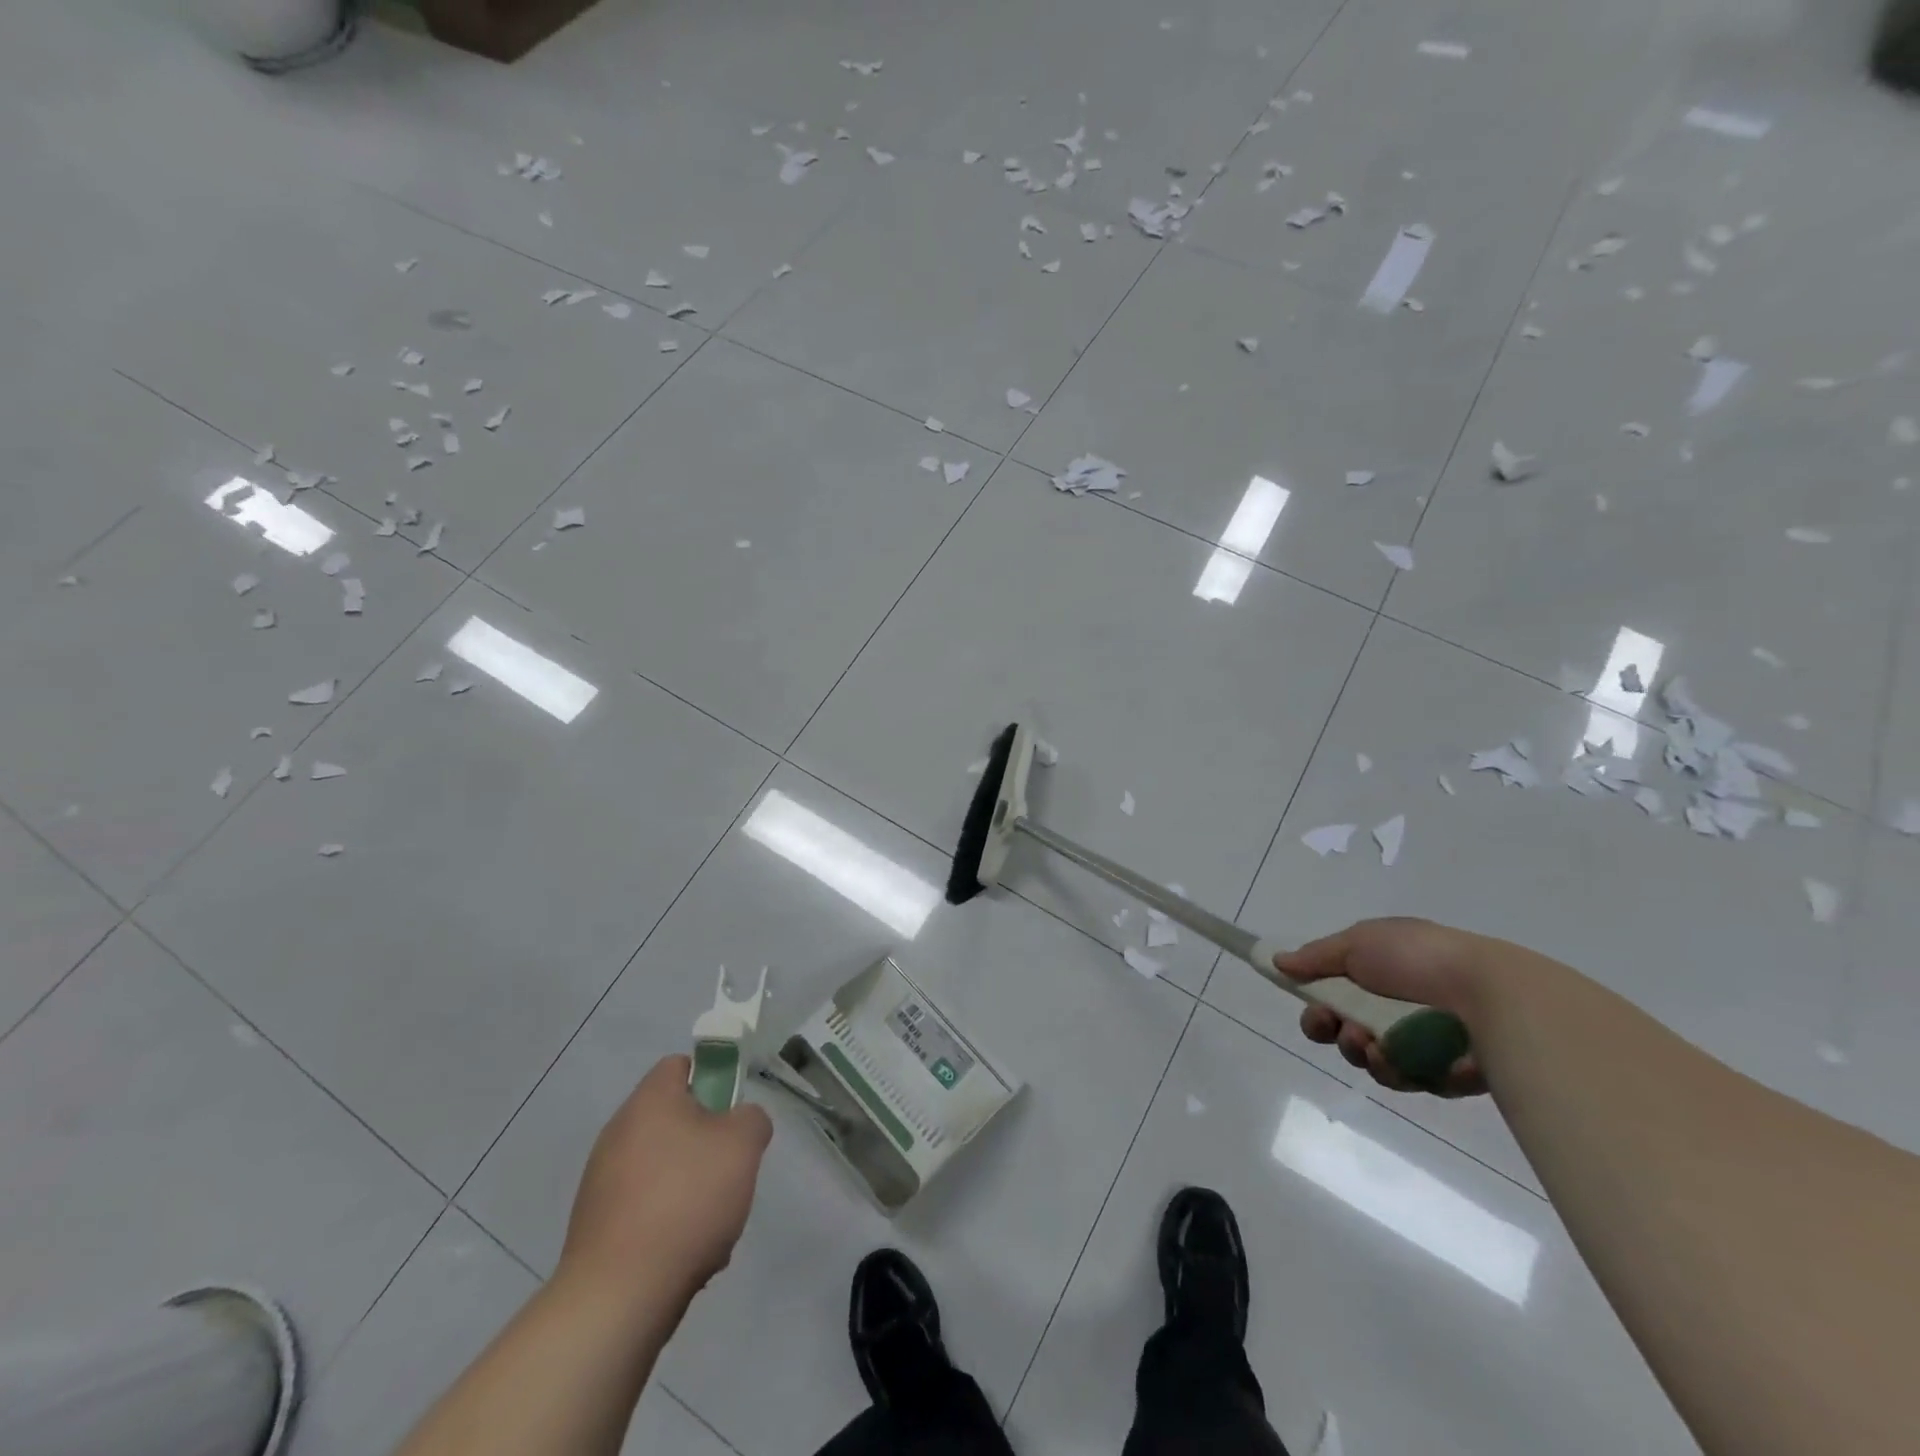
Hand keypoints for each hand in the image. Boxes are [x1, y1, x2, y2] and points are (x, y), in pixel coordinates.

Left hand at [558, 1055, 772, 1306]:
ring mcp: (602, 1180)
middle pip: (674, 1119)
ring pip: (664, 1167)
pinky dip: (668, 1222)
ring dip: (692, 1187)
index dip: (712, 1079)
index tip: (732, 1112)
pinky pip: (645, 1208)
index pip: (680, 1064)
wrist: (618, 1296)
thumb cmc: (686, 1200)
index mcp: (649, 1100)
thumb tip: (741, 1122)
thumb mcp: (743, 1144)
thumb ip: (751, 1117)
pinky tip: (685, 1253)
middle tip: (729, 1169)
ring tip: (712, 1222)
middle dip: (707, 1142)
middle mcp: (619, 1131)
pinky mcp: (596, 1225)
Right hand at [1278, 917, 1492, 1097]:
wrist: (1489, 993)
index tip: (1313, 1011)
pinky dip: (1401, 1069)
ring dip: (1364, 1053)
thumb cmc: (1418, 958)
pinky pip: (1411, 1079)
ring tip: (1375, 1045)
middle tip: (1343, 1030)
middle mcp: (1398, 1006)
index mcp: (1380, 972)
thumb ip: (1316, 956)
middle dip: (1338, 1035)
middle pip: (1349, 1034)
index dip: (1317, 1009)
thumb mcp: (1358, 942)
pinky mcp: (1448, 1073)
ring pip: (1375, 1061)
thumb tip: (1278, 961)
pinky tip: (1403, 1058)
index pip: (1335, 996)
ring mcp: (1424, 1041)